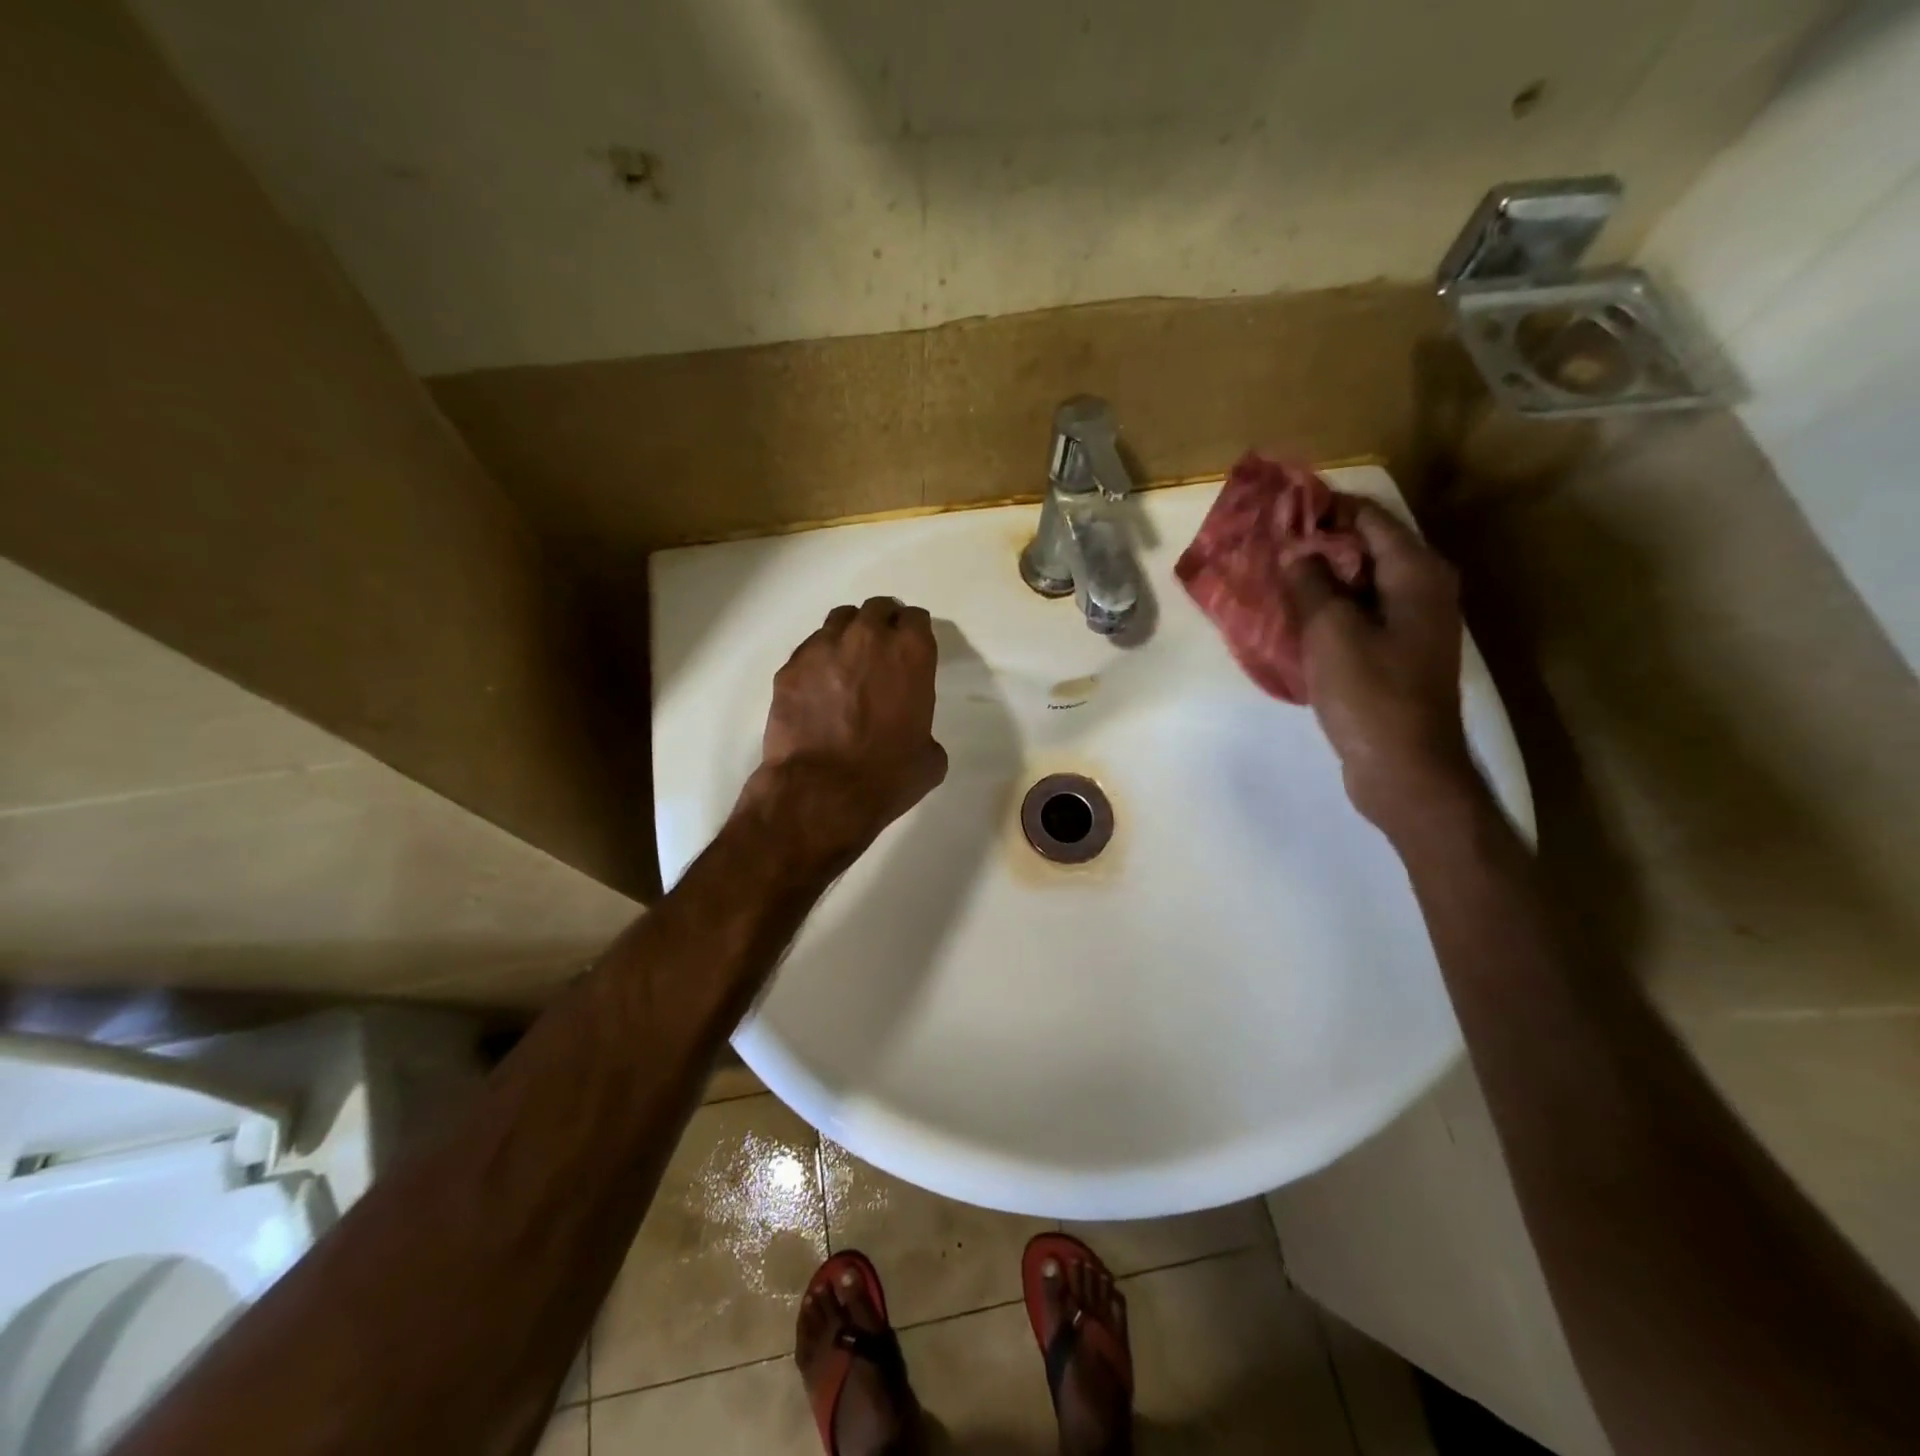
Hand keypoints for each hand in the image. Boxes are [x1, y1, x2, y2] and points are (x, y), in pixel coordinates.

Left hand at [743, 596, 947, 865]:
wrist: (822, 792)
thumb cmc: (887, 776)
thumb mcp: (929, 757)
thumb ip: (924, 727)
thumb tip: (911, 731)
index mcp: (911, 653)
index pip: (916, 618)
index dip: (914, 632)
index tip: (912, 648)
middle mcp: (868, 638)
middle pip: (877, 608)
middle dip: (883, 623)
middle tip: (881, 650)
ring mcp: (823, 648)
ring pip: (840, 620)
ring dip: (849, 633)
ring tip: (848, 660)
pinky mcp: (790, 667)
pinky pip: (809, 649)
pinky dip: (818, 660)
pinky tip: (819, 687)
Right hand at [1284, 502, 1477, 832]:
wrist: (1405, 770)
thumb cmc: (1370, 695)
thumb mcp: (1331, 632)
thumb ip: (1310, 584)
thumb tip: (1294, 551)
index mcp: (1417, 573)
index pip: (1369, 518)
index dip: (1324, 509)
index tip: (1278, 510)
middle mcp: (1424, 590)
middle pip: (1367, 549)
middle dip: (1318, 544)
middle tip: (1268, 546)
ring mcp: (1413, 625)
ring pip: (1361, 585)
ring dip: (1320, 579)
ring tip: (1273, 578)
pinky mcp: (1398, 654)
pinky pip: (1360, 616)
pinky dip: (1330, 610)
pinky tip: (1294, 618)